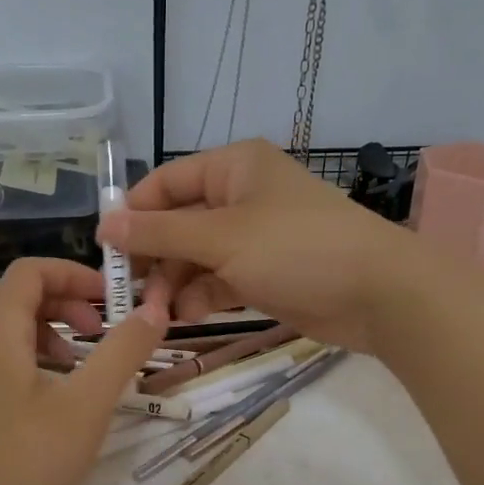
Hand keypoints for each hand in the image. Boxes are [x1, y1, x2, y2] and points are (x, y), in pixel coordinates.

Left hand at [0, 258, 167, 484]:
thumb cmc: (25, 463)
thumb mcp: (86, 405)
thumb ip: (122, 352)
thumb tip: (154, 309)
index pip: (31, 271)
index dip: (75, 273)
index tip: (114, 299)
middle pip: (21, 297)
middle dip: (69, 302)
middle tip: (106, 330)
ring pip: (12, 330)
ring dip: (55, 333)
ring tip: (88, 365)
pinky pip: (3, 360)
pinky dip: (37, 360)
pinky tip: (61, 397)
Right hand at [97, 139, 429, 352]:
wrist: (378, 294)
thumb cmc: (297, 249)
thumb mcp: (222, 237)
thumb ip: (161, 232)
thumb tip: (105, 224)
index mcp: (233, 167)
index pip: (166, 183)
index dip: (133, 213)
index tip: (105, 251)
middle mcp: (240, 197)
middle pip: (178, 223)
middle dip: (154, 257)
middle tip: (130, 293)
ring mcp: (254, 238)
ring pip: (196, 257)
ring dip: (174, 283)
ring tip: (158, 312)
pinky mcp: (265, 274)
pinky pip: (219, 280)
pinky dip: (201, 297)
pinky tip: (185, 317)